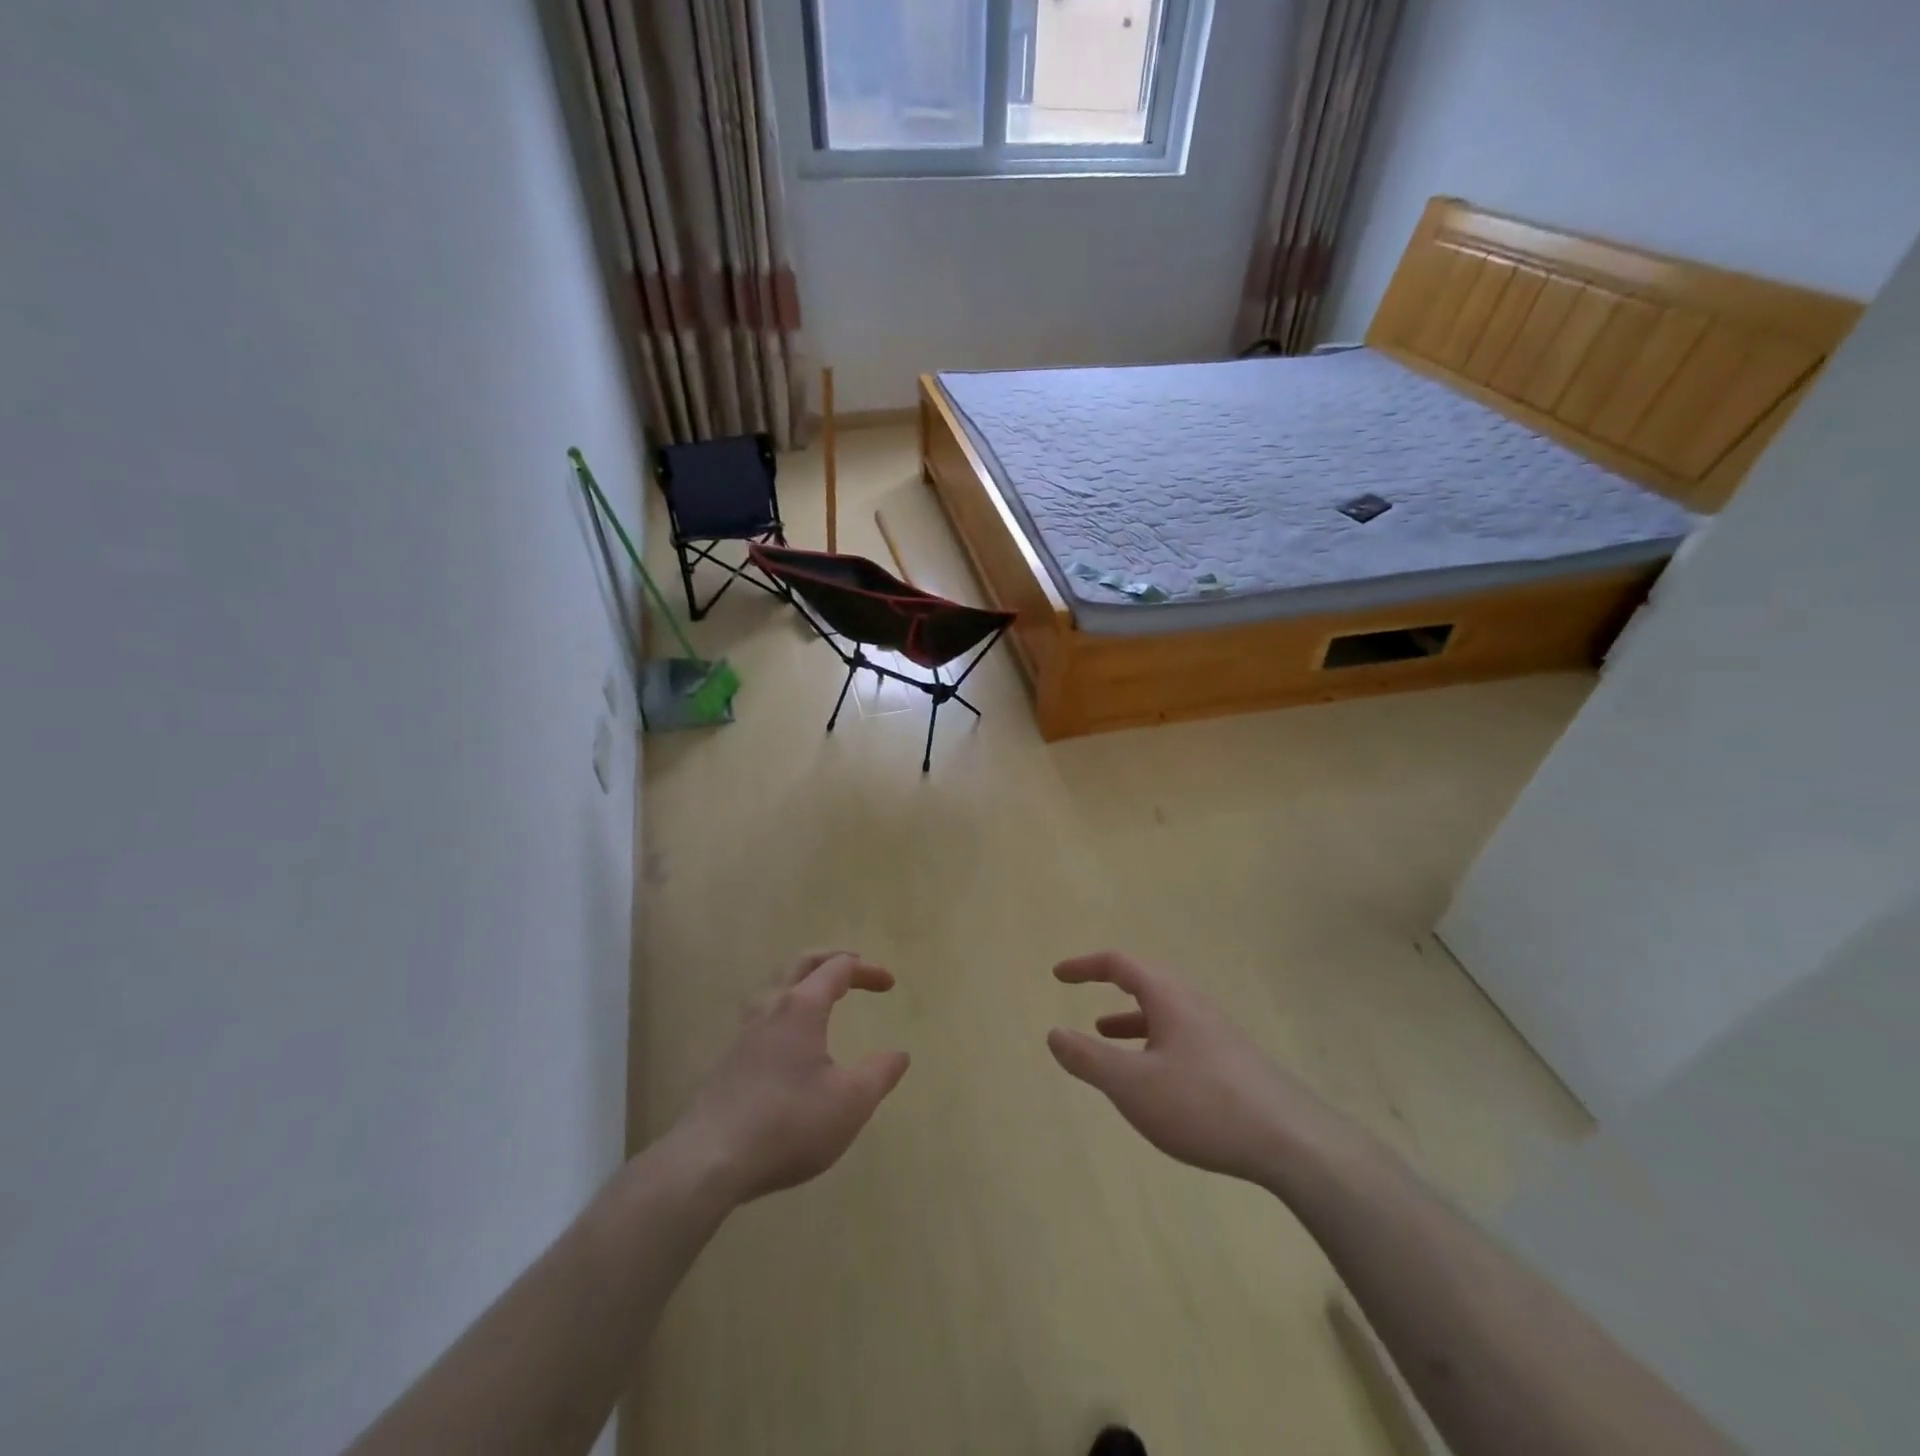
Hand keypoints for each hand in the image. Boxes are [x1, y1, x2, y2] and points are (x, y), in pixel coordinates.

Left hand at [671, 951, 910, 1204]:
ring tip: (823, 997)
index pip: (838, 969)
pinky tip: (793, 1041)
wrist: (710, 1160)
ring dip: (805, 982)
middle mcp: (771, 1008)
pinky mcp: (730, 1060)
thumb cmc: (789, 1123)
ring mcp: (745, 1033)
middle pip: (802, 964)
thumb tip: (899, 1054)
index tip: (890, 985)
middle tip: (855, 966)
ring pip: (777, 988)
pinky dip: (788, 1009)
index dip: (867, 970)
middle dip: (832, 959)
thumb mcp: (851, 1102)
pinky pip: (764, 1016)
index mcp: (802, 1007)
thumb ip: (880, 1073)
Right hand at [1047, 951, 1346, 1187]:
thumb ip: (1089, 1058)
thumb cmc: (1203, 1104)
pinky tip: (1151, 1075)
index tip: (1058, 974)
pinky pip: (1179, 1034)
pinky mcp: (1231, 1060)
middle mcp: (1193, 1003)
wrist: (1293, 1142)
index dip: (1085, 965)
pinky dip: (1152, 1041)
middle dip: (1110, 983)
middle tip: (1081, 990)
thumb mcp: (1133, 1085)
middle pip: (1146, 979)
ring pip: (1163, 1010)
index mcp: (1168, 997)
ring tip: (1103, 1034)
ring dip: (1129, 1016)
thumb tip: (1053, 1033)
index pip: (1119, 963)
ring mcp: (1216, 1031)